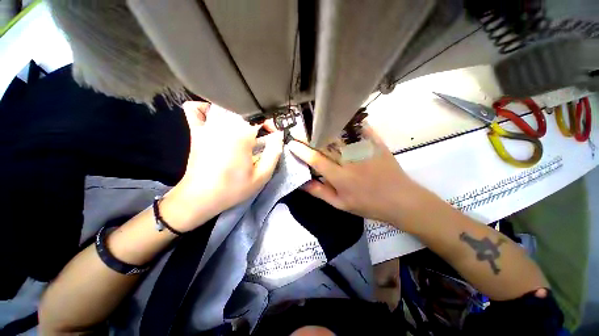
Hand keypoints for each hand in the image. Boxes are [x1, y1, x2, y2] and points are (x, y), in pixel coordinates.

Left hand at [163, 102, 283, 230]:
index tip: (275, 134)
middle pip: (244, 109)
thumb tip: (279, 136)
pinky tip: (215, 116)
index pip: (261, 117)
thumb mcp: (261, 176)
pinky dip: (205, 107)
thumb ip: (274, 153)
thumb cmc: (233, 189)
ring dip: (238, 112)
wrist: (200, 198)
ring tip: (245, 125)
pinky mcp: (196, 132)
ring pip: (223, 105)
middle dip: (258, 118)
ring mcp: (207, 126)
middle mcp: (223, 125)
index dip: (271, 123)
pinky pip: (196, 110)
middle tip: (263, 132)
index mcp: (241, 136)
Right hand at [287, 126, 419, 224]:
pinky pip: (361, 128)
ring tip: (315, 123)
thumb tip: (302, 183)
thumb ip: (320, 193)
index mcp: (340, 177)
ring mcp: (364, 150)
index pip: (316, 160)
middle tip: (299, 129)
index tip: (292, 143)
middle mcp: (350, 161)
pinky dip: (350, 122)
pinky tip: (341, 117)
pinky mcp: (376, 144)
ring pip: (341, 134)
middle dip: (310, 135)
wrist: (400, 200)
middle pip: (326, 143)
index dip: (302, 151)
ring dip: (326, 127)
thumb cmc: (368, 205)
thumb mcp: (341, 205)